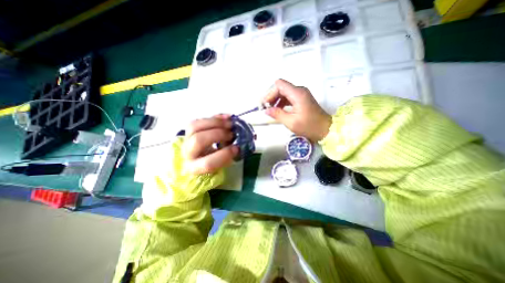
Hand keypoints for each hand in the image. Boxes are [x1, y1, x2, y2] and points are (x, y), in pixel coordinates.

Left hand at [183, 115, 238, 174]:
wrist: (201, 155)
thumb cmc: (214, 161)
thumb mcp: (221, 163)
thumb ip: (228, 157)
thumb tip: (237, 146)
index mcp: (195, 167)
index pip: (208, 163)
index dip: (224, 155)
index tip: (237, 148)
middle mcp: (188, 153)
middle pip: (199, 140)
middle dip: (218, 134)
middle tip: (232, 134)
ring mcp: (187, 138)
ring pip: (195, 126)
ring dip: (216, 123)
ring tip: (230, 124)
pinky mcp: (190, 129)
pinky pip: (200, 119)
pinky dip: (215, 117)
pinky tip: (227, 118)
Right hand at [263, 78, 333, 141]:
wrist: (325, 129)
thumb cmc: (310, 126)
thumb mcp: (291, 122)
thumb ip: (277, 114)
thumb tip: (267, 110)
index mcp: (297, 94)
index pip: (279, 85)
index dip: (270, 93)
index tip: (265, 104)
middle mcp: (300, 91)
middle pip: (281, 87)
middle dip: (271, 96)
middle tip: (266, 108)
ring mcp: (301, 94)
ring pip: (284, 92)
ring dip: (276, 100)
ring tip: (271, 110)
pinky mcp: (302, 99)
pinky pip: (288, 97)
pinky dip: (281, 102)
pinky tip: (278, 110)